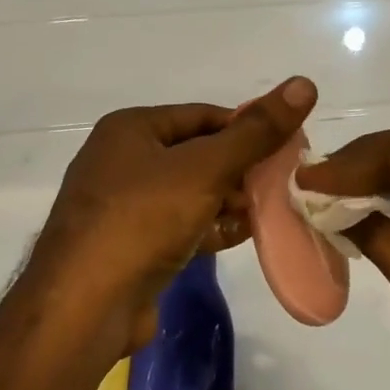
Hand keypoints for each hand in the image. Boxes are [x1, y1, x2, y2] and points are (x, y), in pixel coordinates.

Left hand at [26, 77, 317, 359]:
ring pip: (192, 194)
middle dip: (242, 171)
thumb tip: (304, 83)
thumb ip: (255, 132)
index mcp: (131, 129)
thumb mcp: (204, 169)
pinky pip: (181, 227)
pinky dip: (210, 229)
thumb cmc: (142, 220)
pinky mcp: (132, 246)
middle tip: (285, 186)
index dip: (248, 129)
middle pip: (199, 155)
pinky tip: (243, 238)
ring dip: (231, 203)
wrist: (85, 307)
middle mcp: (123, 161)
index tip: (289, 149)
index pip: (204, 116)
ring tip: (273, 213)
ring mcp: (125, 207)